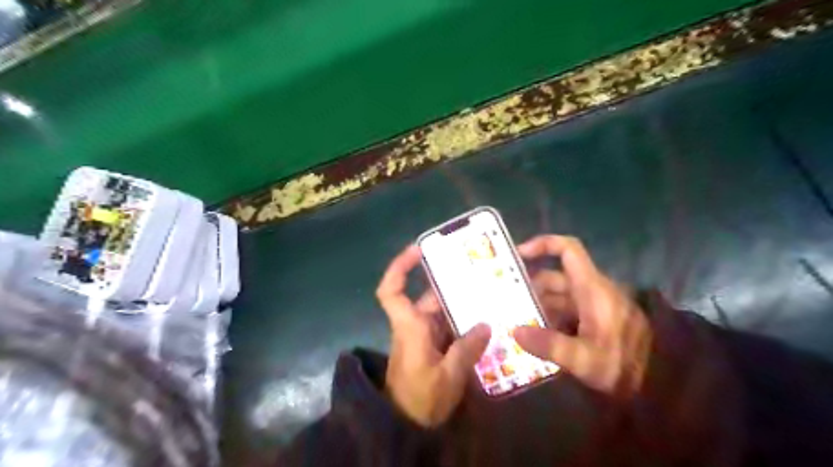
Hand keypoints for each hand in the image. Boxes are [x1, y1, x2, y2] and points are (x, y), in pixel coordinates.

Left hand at [377, 246, 489, 428]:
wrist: (406, 425)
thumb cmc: (420, 400)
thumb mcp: (447, 377)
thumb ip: (466, 350)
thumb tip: (486, 325)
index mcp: (410, 327)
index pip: (391, 290)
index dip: (400, 267)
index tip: (419, 250)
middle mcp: (415, 325)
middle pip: (430, 297)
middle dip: (452, 286)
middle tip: (480, 274)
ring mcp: (424, 337)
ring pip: (442, 312)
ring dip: (463, 306)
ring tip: (490, 296)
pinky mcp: (433, 348)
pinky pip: (449, 328)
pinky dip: (464, 324)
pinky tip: (487, 324)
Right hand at [512, 236, 653, 398]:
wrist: (662, 383)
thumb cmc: (625, 365)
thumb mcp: (585, 359)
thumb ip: (549, 345)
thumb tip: (515, 331)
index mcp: (591, 288)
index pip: (568, 250)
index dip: (543, 244)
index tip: (517, 255)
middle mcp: (590, 291)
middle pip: (553, 278)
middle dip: (528, 288)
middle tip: (503, 301)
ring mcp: (591, 306)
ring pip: (556, 297)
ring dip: (535, 307)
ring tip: (512, 321)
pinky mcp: (592, 321)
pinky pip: (563, 312)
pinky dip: (547, 319)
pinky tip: (532, 336)